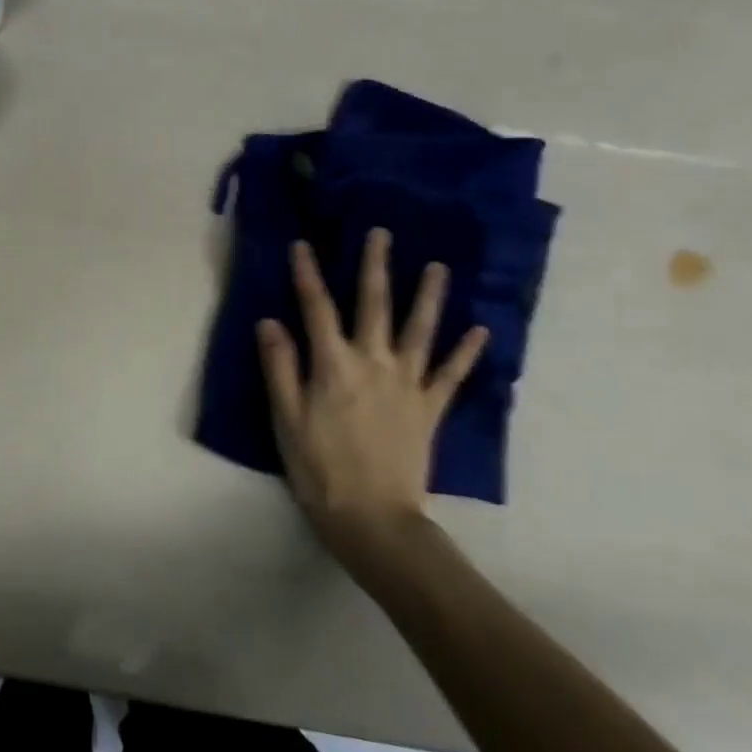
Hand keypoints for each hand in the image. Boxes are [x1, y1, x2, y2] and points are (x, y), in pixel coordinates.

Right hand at [257, 231, 487, 584]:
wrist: (374, 518)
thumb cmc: (319, 468)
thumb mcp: (286, 418)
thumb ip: (280, 367)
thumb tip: (270, 321)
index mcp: (333, 365)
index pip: (316, 308)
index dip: (308, 274)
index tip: (302, 244)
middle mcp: (374, 363)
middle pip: (374, 305)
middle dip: (375, 266)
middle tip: (381, 233)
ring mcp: (407, 384)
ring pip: (421, 330)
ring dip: (429, 296)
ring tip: (438, 267)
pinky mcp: (430, 408)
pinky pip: (451, 375)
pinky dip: (466, 352)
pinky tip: (481, 331)